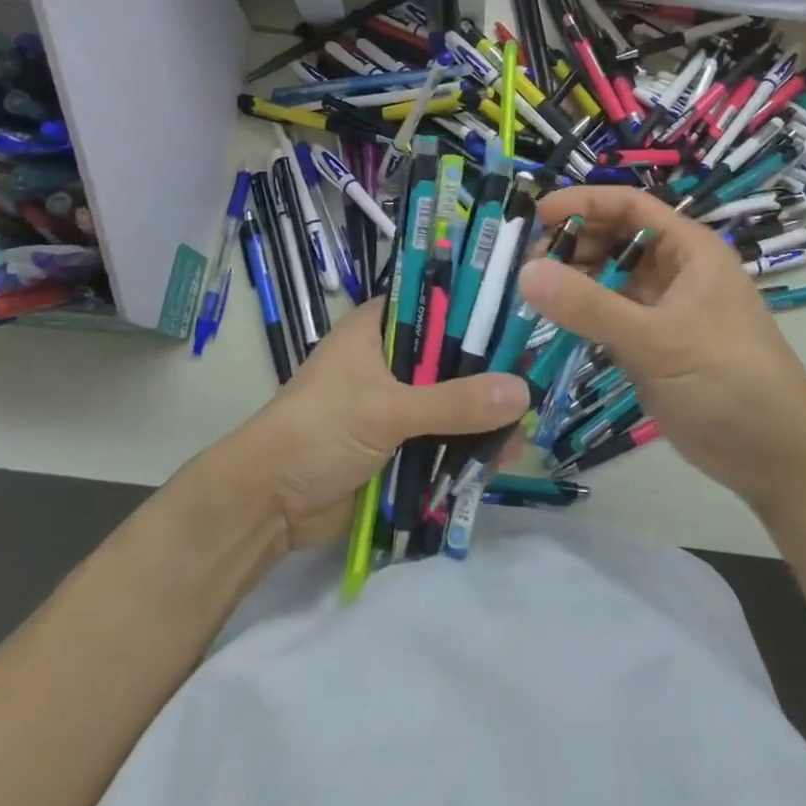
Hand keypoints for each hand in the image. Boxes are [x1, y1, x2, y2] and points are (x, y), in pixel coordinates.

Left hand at [233, 300, 530, 549]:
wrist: (269, 504)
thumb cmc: (319, 431)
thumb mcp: (387, 411)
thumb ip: (454, 402)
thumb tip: (523, 393)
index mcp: (380, 327)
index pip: (440, 302)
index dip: (480, 309)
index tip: (525, 320)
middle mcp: (393, 357)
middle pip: (454, 355)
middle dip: (491, 374)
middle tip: (536, 385)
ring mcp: (398, 401)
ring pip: (454, 400)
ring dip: (484, 417)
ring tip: (520, 437)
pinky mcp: (401, 442)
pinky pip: (445, 437)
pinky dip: (468, 448)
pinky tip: (501, 460)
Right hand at [517, 185, 805, 517]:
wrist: (777, 460)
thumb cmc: (730, 384)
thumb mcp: (659, 342)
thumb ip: (592, 307)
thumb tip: (526, 273)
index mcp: (689, 250)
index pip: (629, 207)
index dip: (582, 203)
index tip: (535, 216)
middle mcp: (675, 271)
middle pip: (615, 239)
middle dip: (572, 243)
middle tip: (525, 264)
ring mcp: (663, 309)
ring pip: (608, 279)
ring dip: (573, 279)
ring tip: (531, 293)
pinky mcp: (652, 345)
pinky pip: (608, 316)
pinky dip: (581, 314)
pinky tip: (551, 322)